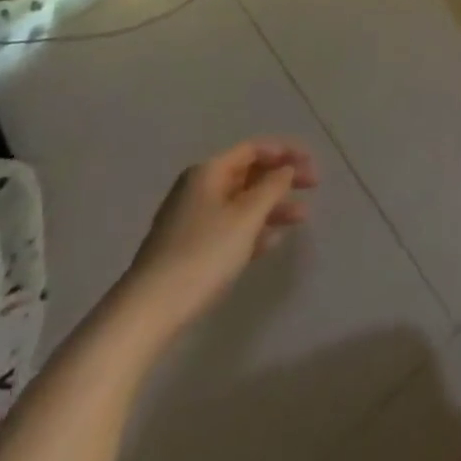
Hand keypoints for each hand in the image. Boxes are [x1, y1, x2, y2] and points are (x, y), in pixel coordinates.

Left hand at [119, 139, 319, 337]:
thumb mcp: (246, 216)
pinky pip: (230, 227)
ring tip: (301, 219)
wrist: (147, 312)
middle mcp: (198, 188)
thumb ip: (272, 187)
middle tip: (313, 188)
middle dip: (282, 179)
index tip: (312, 165)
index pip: (254, 148)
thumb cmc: (203, 254)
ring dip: (272, 207)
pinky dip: (253, 229)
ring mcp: (191, 219)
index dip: (286, 152)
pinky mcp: (188, 248)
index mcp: (209, 172)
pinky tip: (271, 243)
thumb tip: (286, 169)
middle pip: (249, 173)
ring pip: (241, 202)